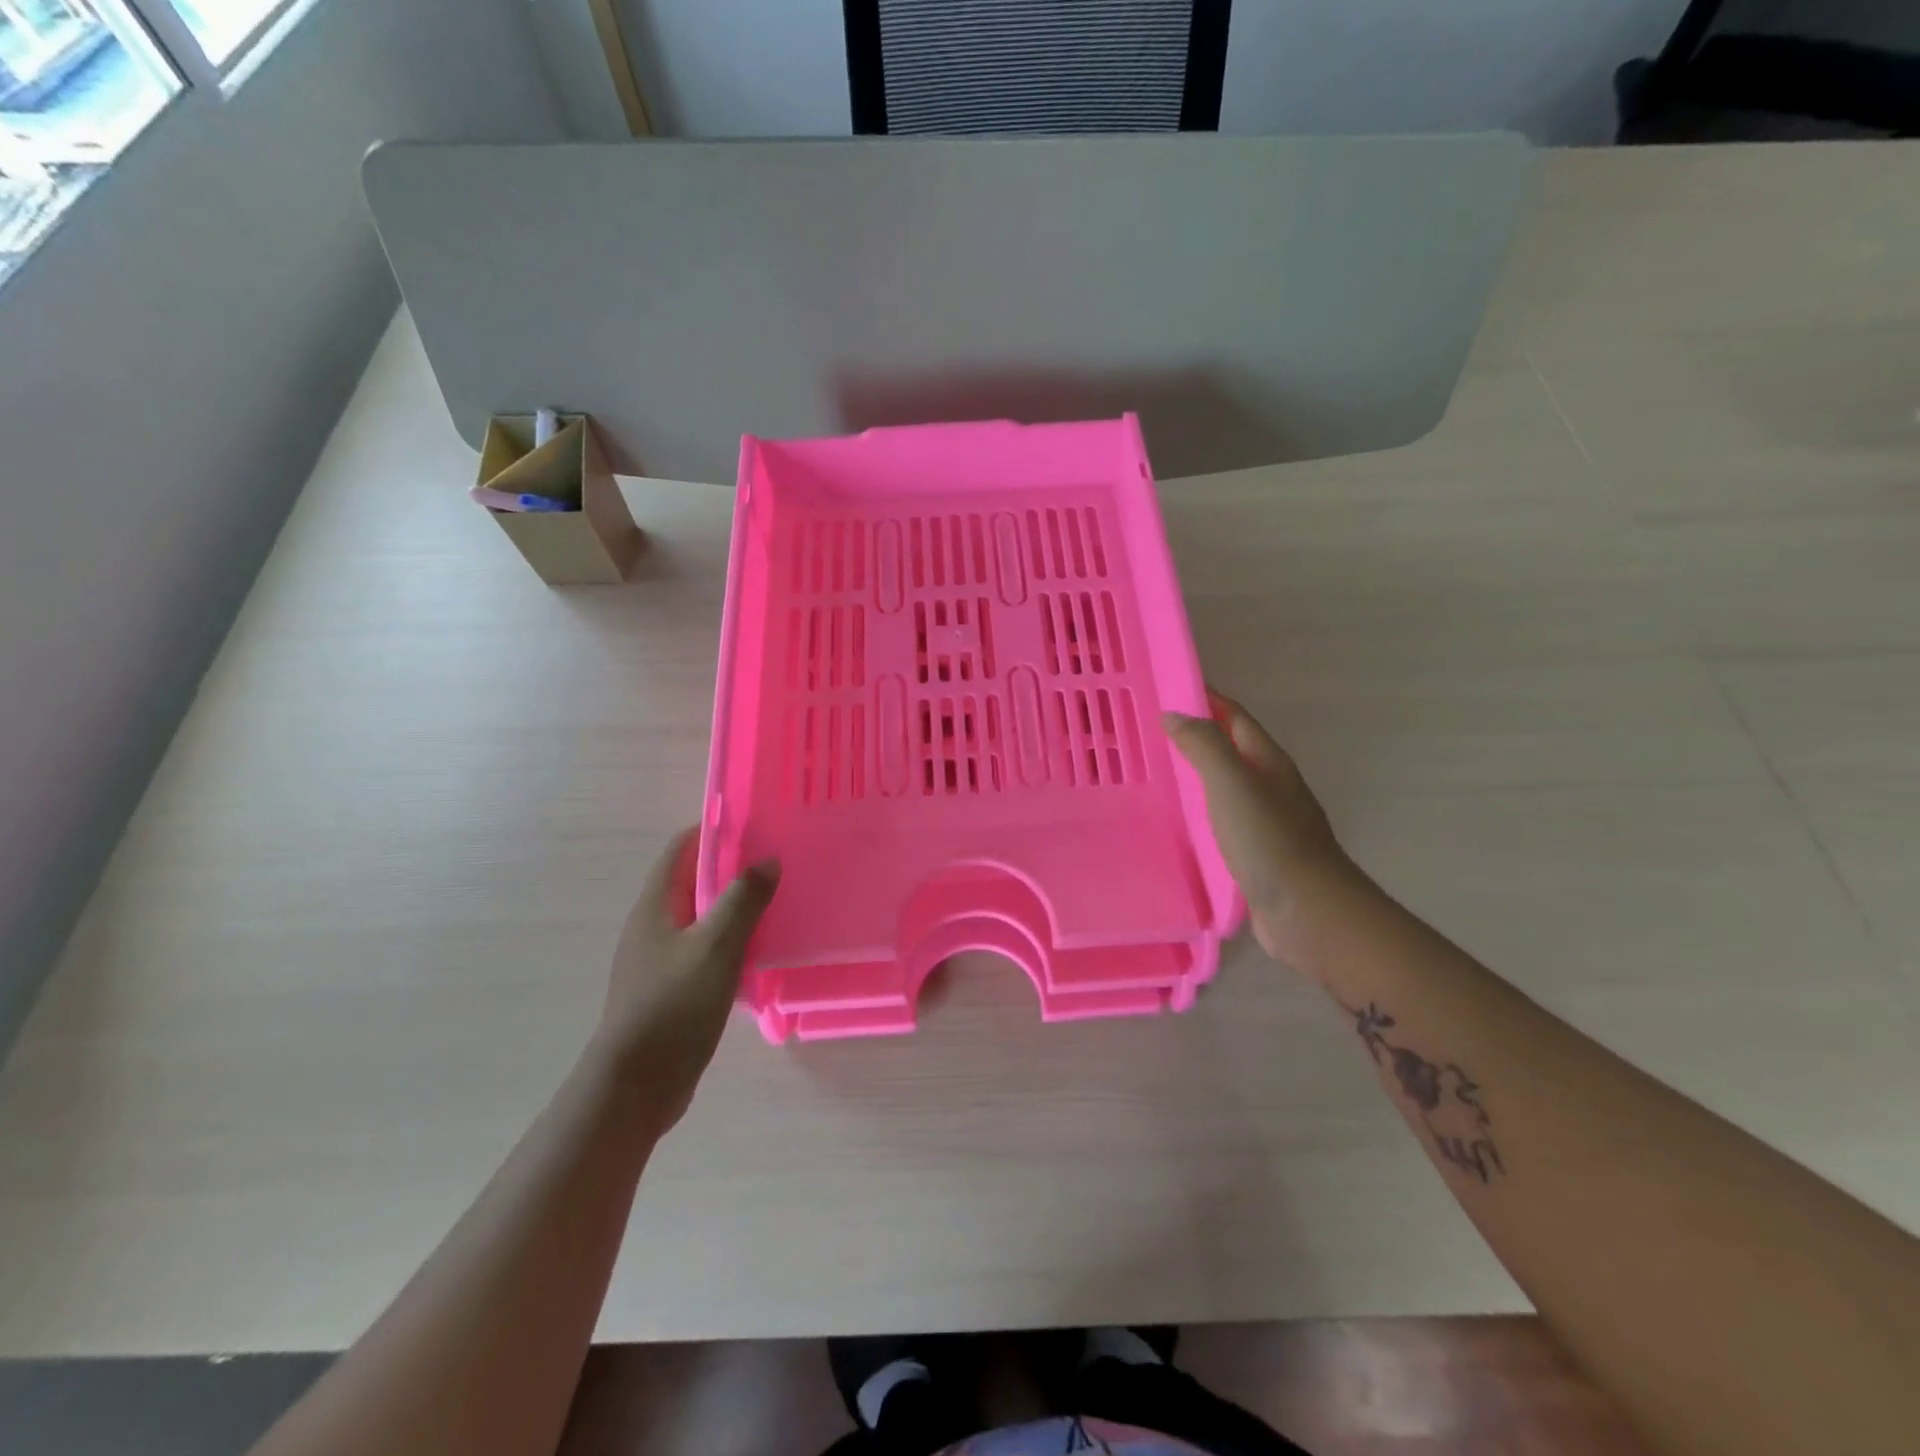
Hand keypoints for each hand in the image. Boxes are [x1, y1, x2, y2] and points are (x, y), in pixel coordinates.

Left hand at [597, 829, 779, 1129]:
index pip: (681, 849)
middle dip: (732, 868)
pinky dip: (730, 941)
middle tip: (777, 863)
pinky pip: (704, 950)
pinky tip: (759, 951)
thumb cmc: (673, 1006)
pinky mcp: (670, 989)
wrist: (635, 1087)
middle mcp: (652, 926)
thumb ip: (744, 899)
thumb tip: (768, 860)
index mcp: (655, 906)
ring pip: (701, 918)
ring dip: (734, 907)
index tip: (756, 826)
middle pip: (693, 881)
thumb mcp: (716, 946)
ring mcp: (659, 959)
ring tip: (777, 902)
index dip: (714, 831)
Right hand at [1166, 691, 1357, 969]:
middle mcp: (1269, 785)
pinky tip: (1176, 821)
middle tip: (1146, 732)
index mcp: (1268, 761)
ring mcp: (1265, 820)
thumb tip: (1174, 714)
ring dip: (1194, 773)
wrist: (1309, 912)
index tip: (1164, 691)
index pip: (1234, 716)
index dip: (1204, 699)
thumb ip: (1204, 745)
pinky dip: (1198, 810)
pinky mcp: (1255, 852)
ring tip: (1153, 772)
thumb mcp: (1233, 783)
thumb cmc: (1269, 841)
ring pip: (1224, 785)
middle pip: (1229, 748)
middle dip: (1194, 735)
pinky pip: (1221, 819)